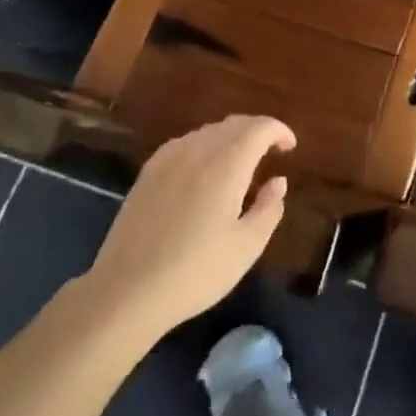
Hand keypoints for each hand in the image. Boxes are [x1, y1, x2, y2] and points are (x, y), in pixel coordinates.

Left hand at [81, 115, 295, 343]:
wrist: (125, 291)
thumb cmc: (195, 271)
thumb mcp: (246, 247)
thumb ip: (269, 208)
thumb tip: (278, 181)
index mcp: (227, 162)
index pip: (260, 127)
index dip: (279, 131)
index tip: (290, 147)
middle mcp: (198, 148)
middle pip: (235, 124)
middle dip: (257, 132)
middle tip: (270, 153)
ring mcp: (168, 158)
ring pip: (209, 132)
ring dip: (231, 139)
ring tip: (240, 166)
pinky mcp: (148, 172)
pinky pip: (186, 144)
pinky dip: (205, 148)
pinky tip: (204, 174)